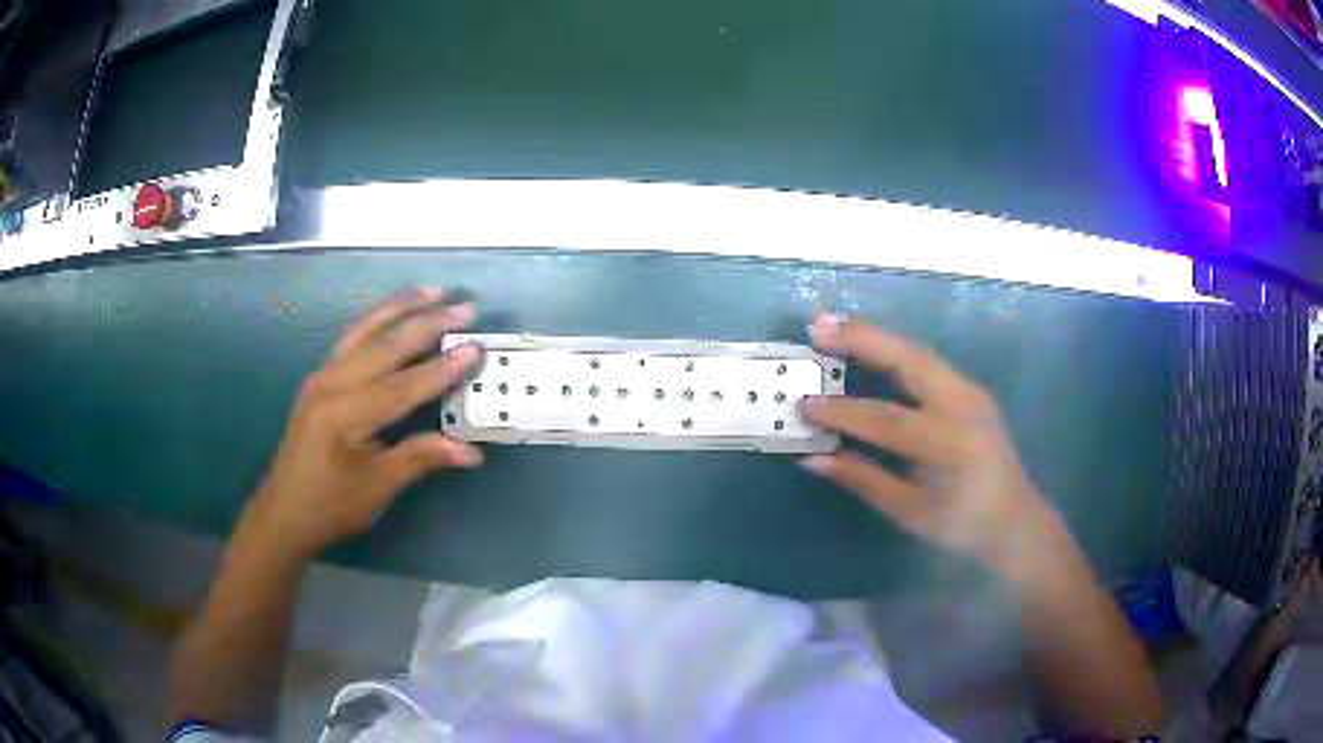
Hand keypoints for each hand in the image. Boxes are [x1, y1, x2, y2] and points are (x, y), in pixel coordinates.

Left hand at [245, 288, 483, 557]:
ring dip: (400, 308)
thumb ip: (421, 458)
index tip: (475, 348)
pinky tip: (394, 312)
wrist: (284, 512)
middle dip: (426, 324)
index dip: (440, 369)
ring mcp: (321, 377)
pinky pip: (352, 339)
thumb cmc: (330, 505)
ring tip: (432, 291)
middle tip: (465, 307)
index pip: (401, 385)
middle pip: (383, 345)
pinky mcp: (320, 379)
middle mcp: (330, 384)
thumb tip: (472, 452)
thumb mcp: (377, 487)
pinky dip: (377, 320)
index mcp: (343, 414)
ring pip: (364, 331)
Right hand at [800, 314, 1067, 582]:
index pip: (888, 420)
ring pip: (918, 352)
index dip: (843, 411)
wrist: (1015, 518)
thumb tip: (813, 458)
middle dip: (862, 340)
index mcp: (950, 444)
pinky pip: (926, 361)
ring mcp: (971, 391)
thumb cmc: (962, 524)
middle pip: (910, 360)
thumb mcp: (910, 511)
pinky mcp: (970, 389)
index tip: (805, 404)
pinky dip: (893, 349)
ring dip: (876, 337)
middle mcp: (964, 406)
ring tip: (833, 326)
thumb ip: (863, 479)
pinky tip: (869, 346)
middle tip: (816, 327)